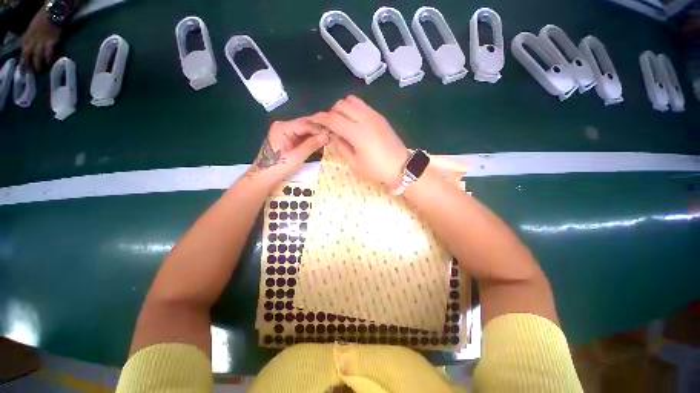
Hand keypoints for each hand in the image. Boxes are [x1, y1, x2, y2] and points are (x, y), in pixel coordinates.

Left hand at [21, 8, 61, 70]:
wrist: (54, 11)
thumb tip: (31, 47)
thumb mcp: (33, 26)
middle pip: (28, 53)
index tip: (26, 65)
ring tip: (42, 70)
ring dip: (39, 64)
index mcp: (28, 34)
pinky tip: (50, 63)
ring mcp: (43, 40)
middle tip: (34, 71)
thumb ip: (31, 35)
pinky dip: (49, 58)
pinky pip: (49, 52)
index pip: (23, 48)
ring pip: (37, 55)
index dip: (24, 58)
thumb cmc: (44, 17)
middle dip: (30, 63)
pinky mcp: (52, 41)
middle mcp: (33, 38)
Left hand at [246, 118, 329, 184]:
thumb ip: (311, 145)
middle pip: (305, 124)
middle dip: (319, 130)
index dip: (319, 129)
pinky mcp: (288, 139)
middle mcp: (284, 126)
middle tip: (332, 136)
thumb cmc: (279, 167)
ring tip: (329, 140)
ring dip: (316, 135)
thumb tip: (327, 136)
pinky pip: (302, 136)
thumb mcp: (297, 157)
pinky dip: (311, 140)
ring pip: (305, 130)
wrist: (264, 177)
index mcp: (283, 127)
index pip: (305, 124)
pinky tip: (320, 144)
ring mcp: (285, 132)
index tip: (332, 135)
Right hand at [310, 95, 408, 186]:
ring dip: (343, 109)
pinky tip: (354, 123)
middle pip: (341, 105)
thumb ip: (341, 146)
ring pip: (351, 100)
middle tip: (331, 126)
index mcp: (357, 133)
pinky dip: (353, 109)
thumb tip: (334, 134)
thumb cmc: (376, 169)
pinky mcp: (379, 116)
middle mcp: (365, 118)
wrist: (401, 166)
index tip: (312, 120)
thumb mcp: (355, 163)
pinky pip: (362, 105)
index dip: (320, 118)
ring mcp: (374, 115)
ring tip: (343, 123)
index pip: (333, 119)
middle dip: (331, 113)